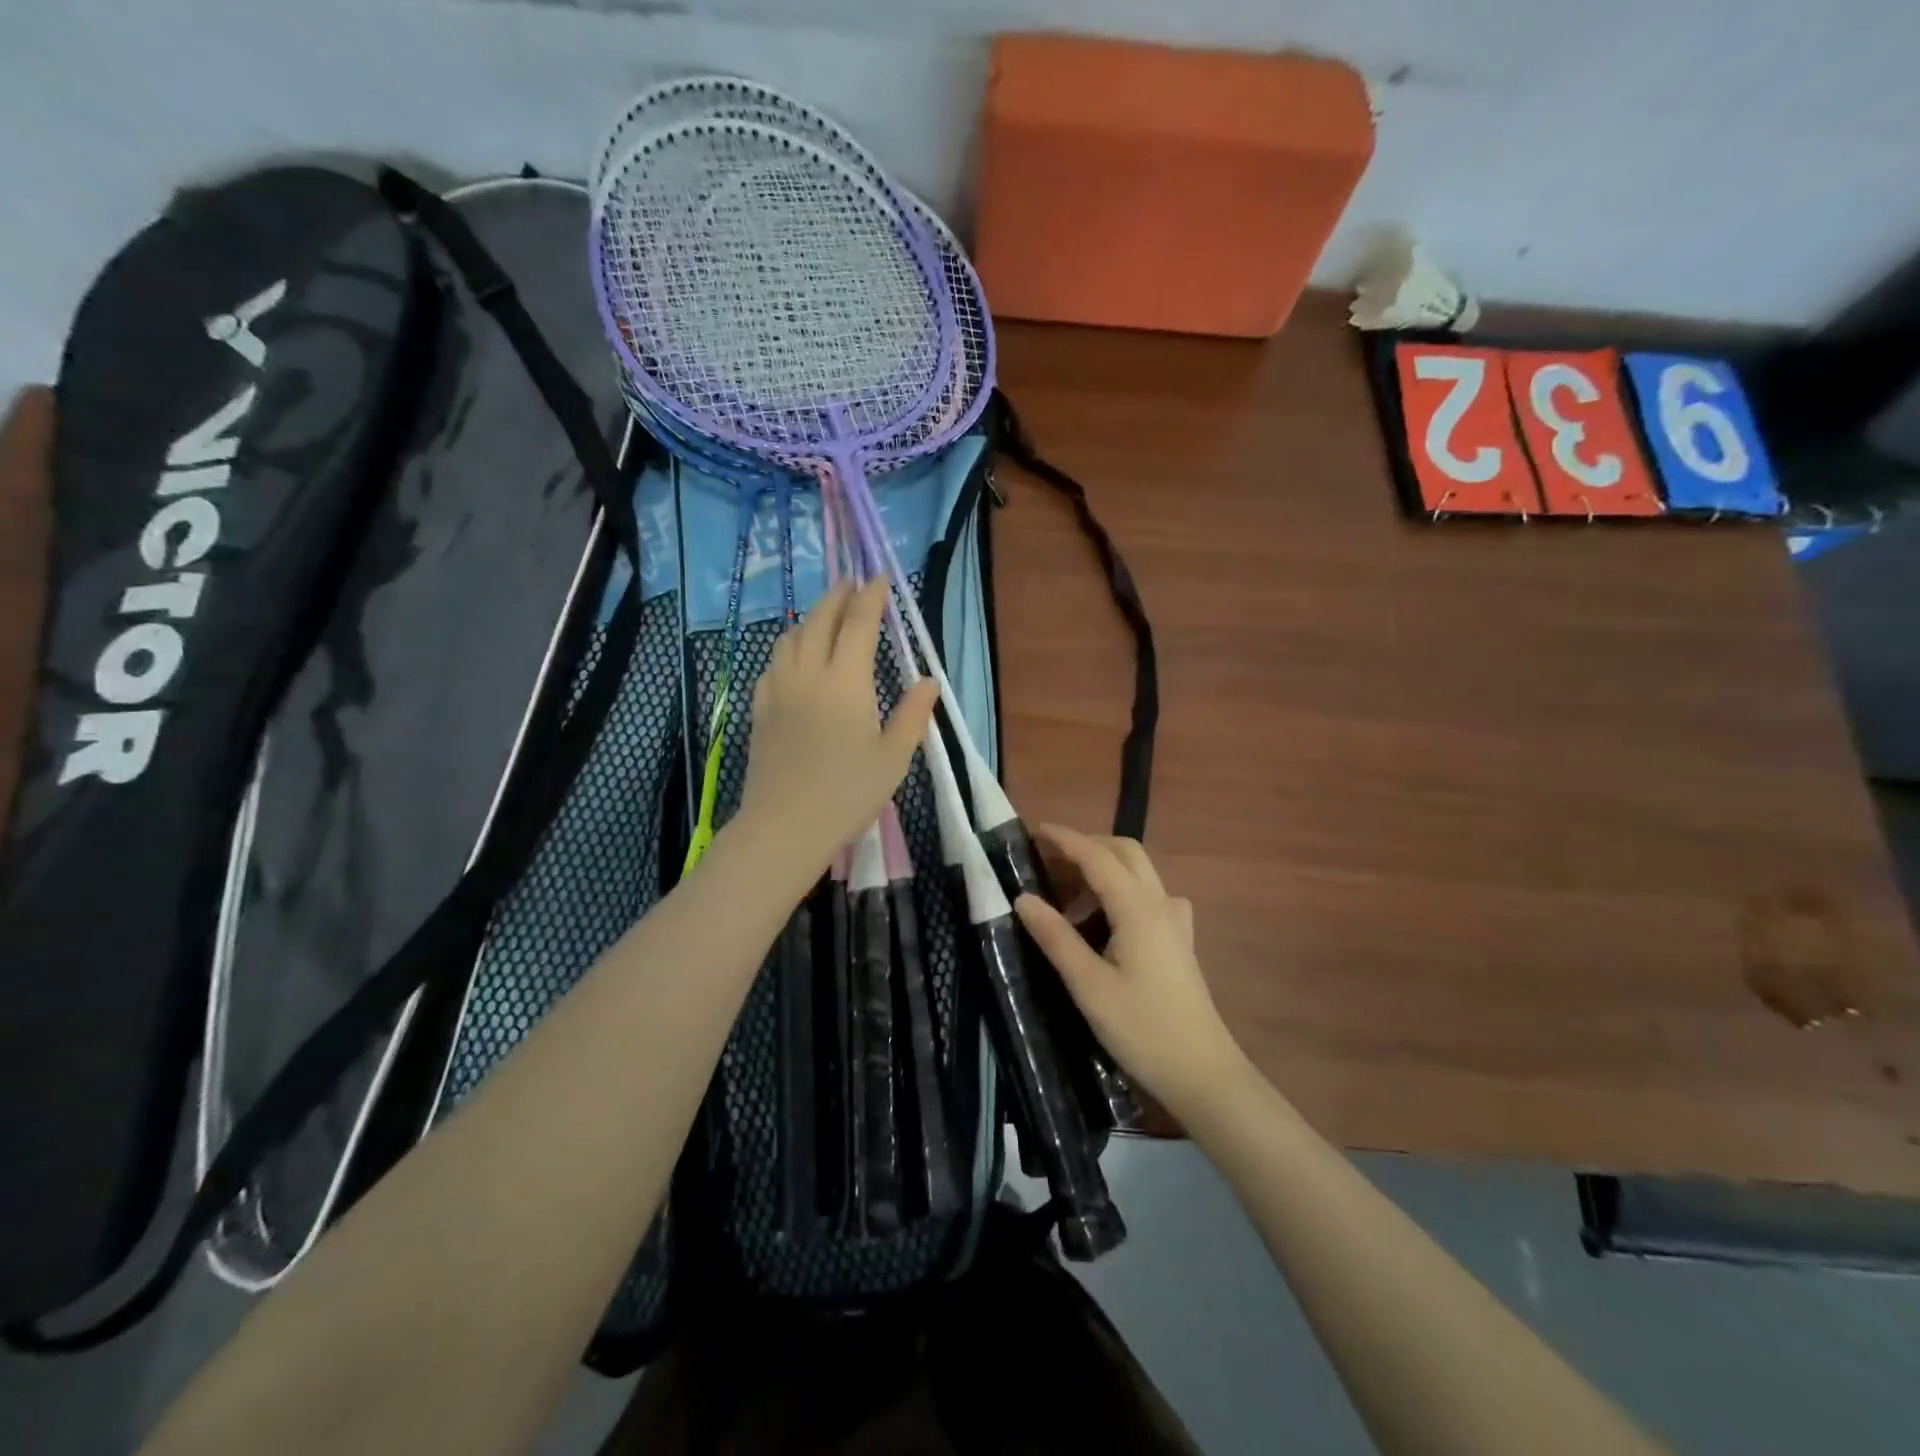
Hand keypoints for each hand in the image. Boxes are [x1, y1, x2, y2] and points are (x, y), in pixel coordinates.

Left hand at [734, 579, 938, 877]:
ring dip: (810, 618)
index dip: (871, 596)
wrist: (785, 825)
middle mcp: (809, 673)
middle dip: (838, 597)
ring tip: (825, 617)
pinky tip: (795, 658)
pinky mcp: (761, 708)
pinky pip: (773, 663)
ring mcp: (779, 689)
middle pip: (820, 619)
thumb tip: (929, 681)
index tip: (880, 577)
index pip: (859, 622)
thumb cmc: (848, 793)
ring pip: (791, 636)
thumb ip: (912, 714)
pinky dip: (789, 646)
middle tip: (853, 585)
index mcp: (847, 681)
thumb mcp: (893, 757)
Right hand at [1016, 827, 1245, 1122]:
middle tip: (1048, 862)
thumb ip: (1055, 937)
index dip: (1065, 839)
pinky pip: (1148, 895)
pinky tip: (1105, 920)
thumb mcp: (1088, 986)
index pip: (1097, 856)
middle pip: (1124, 852)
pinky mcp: (1179, 938)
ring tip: (1065, 898)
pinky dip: (1120, 891)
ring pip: (1138, 872)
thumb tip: (1022, 898)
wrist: (1202, 1072)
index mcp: (1137, 908)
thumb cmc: (1141, 1029)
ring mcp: (1175, 920)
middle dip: (1086, 846)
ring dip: (1102, 869)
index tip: (1033, 830)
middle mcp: (1160, 903)